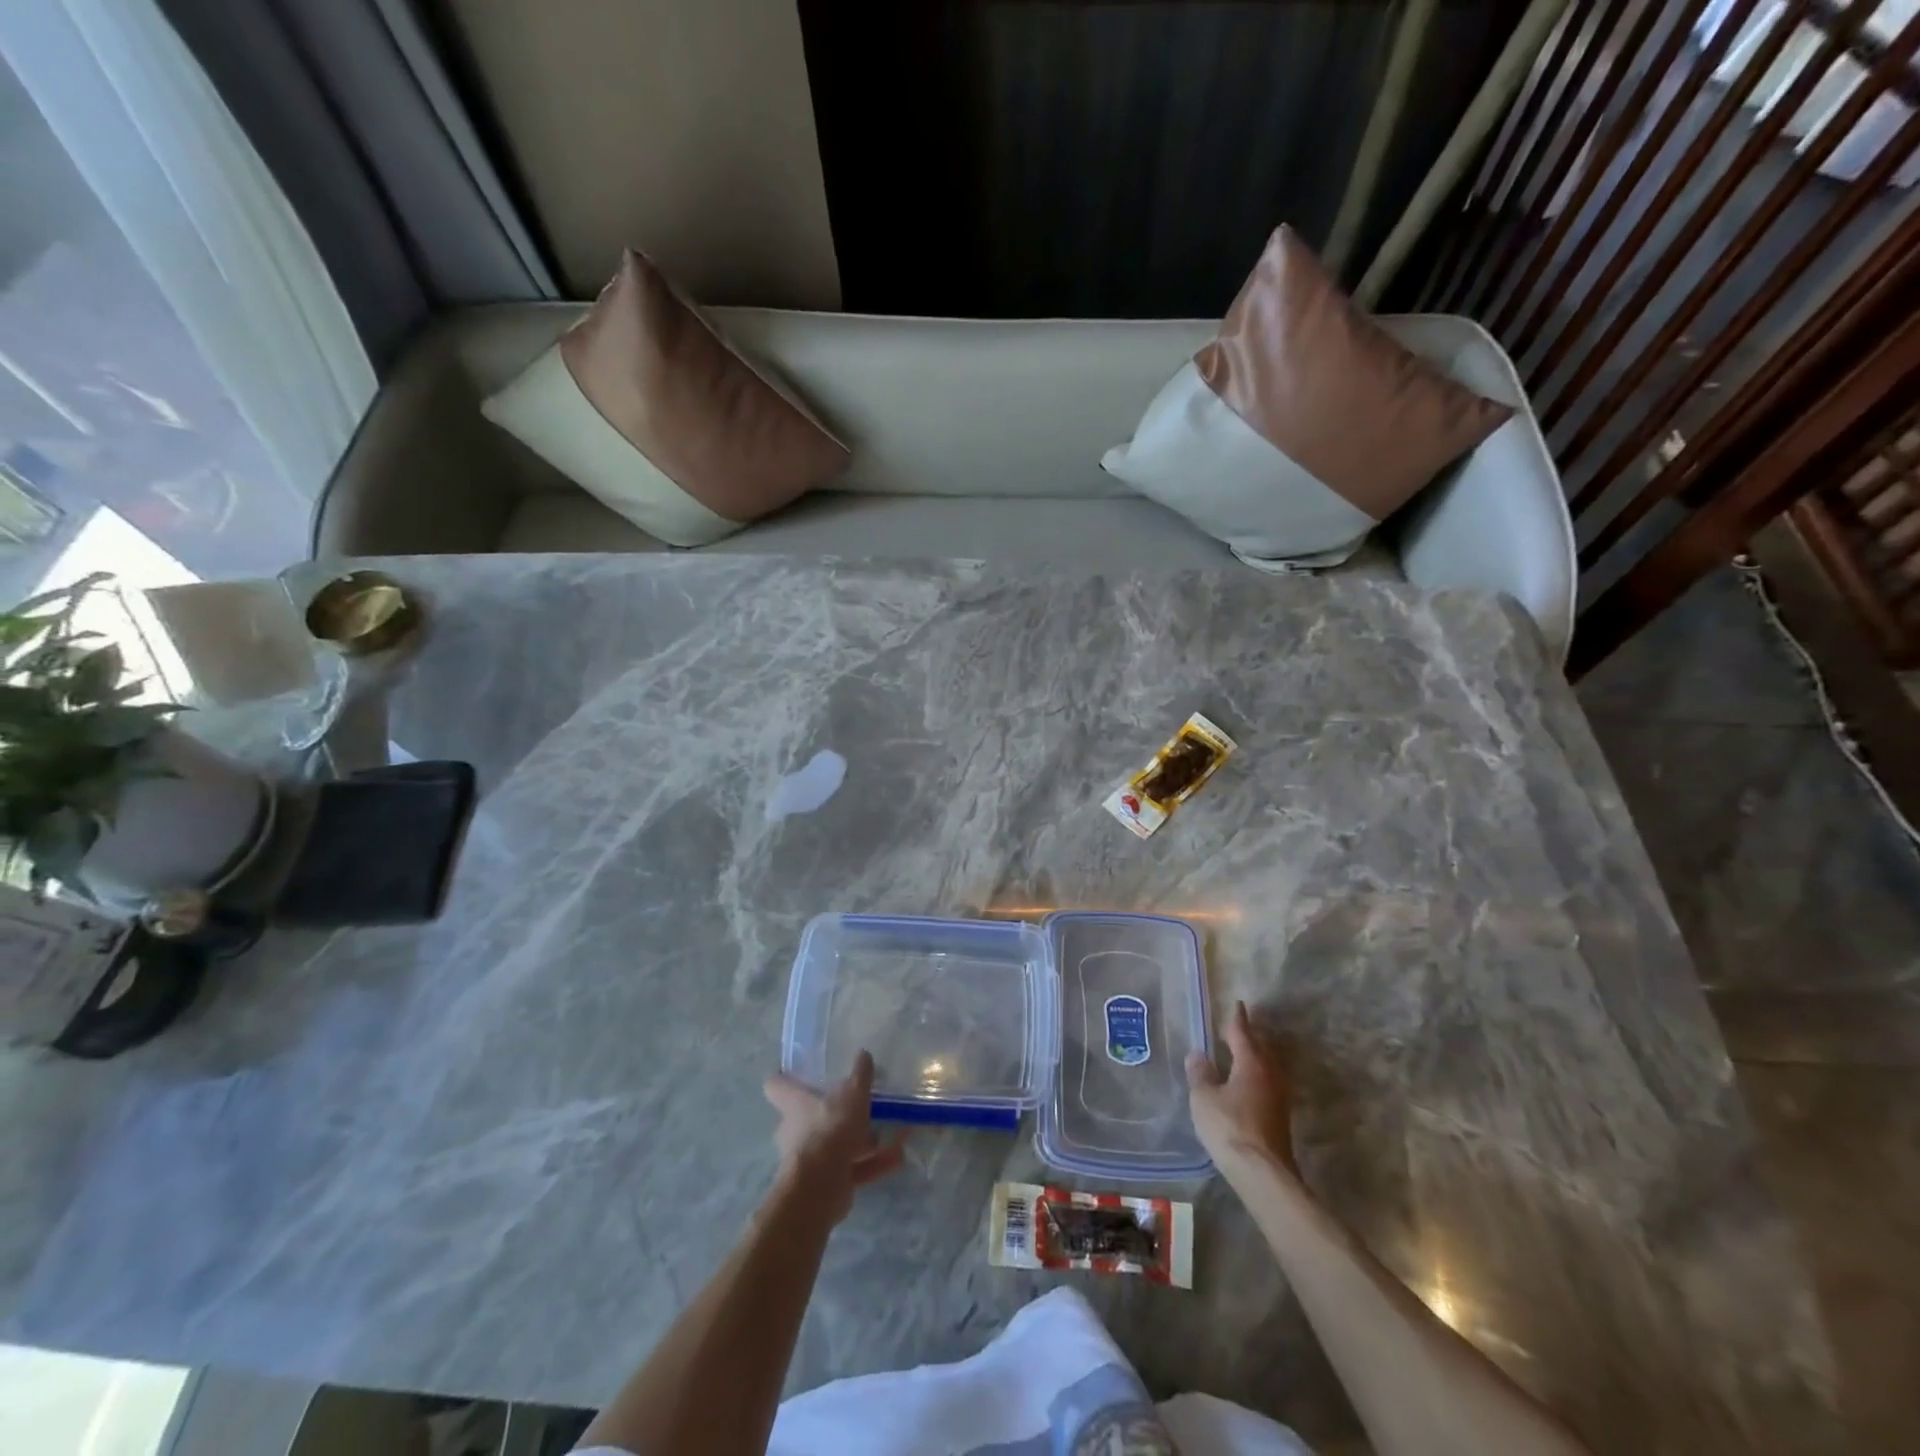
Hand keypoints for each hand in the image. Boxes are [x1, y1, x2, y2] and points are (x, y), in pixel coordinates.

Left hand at [763, 1051, 906, 1224]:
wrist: (821, 1186)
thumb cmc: (830, 1128)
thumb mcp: (852, 1094)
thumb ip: (860, 1075)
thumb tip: (863, 1054)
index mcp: (794, 1105)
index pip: (776, 1086)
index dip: (785, 1079)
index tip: (798, 1074)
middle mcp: (795, 1131)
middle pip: (808, 1117)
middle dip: (832, 1114)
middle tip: (856, 1104)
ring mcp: (810, 1159)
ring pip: (836, 1144)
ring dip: (862, 1140)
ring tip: (890, 1132)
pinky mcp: (826, 1183)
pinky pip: (852, 1168)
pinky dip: (874, 1164)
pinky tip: (898, 1158)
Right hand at [1186, 1001, 1297, 1178]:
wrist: (1262, 1173)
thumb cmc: (1229, 1127)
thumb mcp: (1204, 1098)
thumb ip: (1200, 1074)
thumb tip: (1197, 1054)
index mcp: (1251, 1063)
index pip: (1243, 1033)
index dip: (1237, 1019)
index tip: (1238, 1004)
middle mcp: (1269, 1074)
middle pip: (1261, 1047)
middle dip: (1251, 1035)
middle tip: (1239, 1026)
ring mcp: (1278, 1096)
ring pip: (1268, 1065)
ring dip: (1257, 1055)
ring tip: (1243, 1051)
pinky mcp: (1279, 1115)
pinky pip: (1268, 1082)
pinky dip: (1258, 1074)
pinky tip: (1249, 1082)